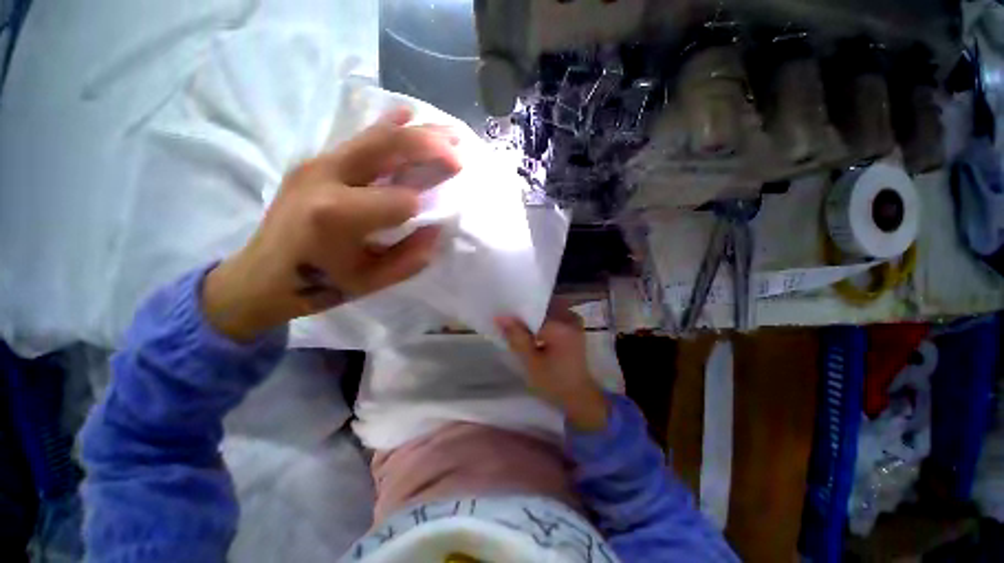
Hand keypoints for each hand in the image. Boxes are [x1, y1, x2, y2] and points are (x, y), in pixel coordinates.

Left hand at [203, 107, 460, 340]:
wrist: (262, 275)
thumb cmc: (319, 284)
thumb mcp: (372, 282)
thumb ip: (411, 258)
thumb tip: (436, 229)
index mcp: (339, 216)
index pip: (401, 201)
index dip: (422, 207)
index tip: (428, 219)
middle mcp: (326, 178)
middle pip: (389, 149)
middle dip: (430, 148)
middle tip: (459, 153)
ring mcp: (317, 163)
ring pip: (376, 137)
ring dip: (416, 133)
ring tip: (448, 132)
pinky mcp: (315, 160)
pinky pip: (357, 139)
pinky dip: (385, 126)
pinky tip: (405, 113)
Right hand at [497, 307, 609, 431]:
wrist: (579, 396)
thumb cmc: (554, 382)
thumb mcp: (531, 363)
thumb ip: (516, 337)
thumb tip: (500, 316)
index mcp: (561, 326)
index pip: (533, 309)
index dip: (516, 312)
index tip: (502, 314)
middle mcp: (570, 317)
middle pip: (540, 306)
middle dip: (524, 312)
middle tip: (507, 320)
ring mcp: (573, 320)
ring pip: (546, 309)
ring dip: (532, 316)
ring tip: (517, 324)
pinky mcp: (573, 325)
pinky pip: (553, 314)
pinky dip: (541, 320)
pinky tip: (531, 330)